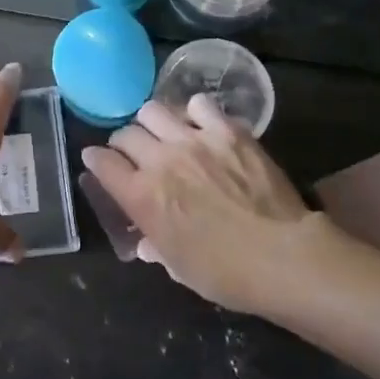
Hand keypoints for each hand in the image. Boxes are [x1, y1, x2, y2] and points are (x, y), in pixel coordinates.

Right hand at [81, 94, 329, 313]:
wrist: (284, 257)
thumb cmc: (226, 274)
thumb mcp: (179, 267)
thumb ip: (155, 246)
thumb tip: (145, 241)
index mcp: (142, 197)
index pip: (101, 162)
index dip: (95, 161)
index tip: (98, 162)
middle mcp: (160, 160)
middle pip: (125, 133)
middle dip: (124, 143)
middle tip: (136, 154)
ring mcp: (194, 140)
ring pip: (153, 109)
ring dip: (153, 123)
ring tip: (165, 134)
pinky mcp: (228, 130)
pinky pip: (199, 104)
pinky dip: (194, 112)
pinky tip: (201, 126)